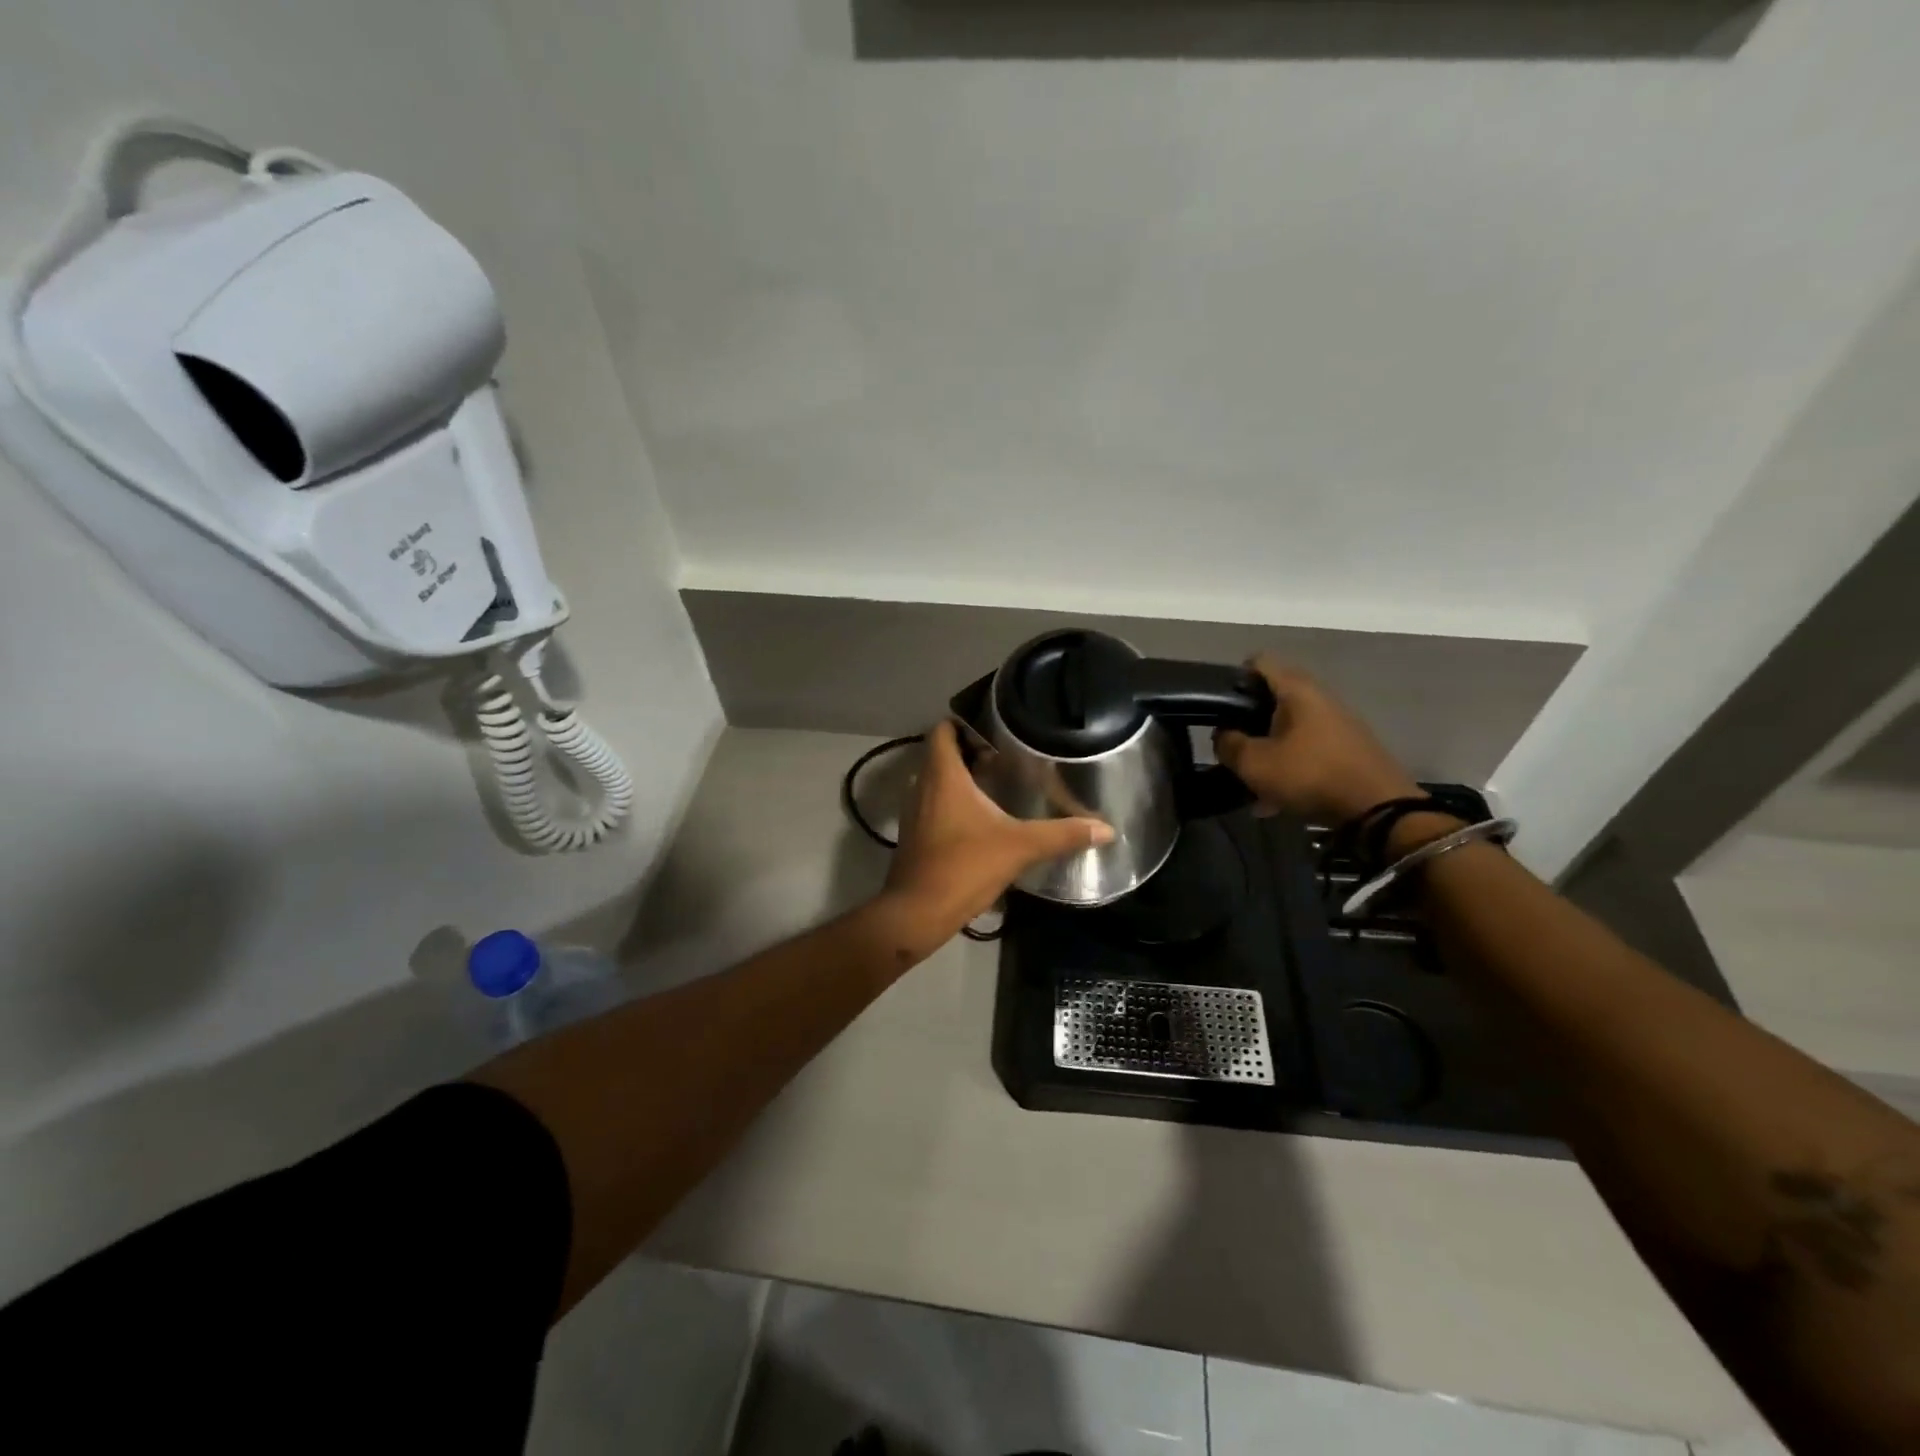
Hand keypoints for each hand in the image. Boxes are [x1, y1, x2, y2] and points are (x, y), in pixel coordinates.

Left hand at [882, 721, 1113, 938]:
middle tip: (1007, 756)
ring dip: (961, 778)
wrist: (918, 912)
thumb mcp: (1019, 847)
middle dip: (970, 750)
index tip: (996, 729)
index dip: (964, 723)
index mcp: (942, 775)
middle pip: (941, 754)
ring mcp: (914, 812)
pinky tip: (981, 819)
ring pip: (936, 780)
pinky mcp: (915, 835)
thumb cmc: (964, 866)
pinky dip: (953, 802)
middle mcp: (922, 786)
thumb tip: (1106, 829)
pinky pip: (933, 804)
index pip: (942, 730)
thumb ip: (1062, 834)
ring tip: (998, 783)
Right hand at [1212, 657, 1420, 825]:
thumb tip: (1223, 735)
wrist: (1378, 810)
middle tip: (1232, 745)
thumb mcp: (1254, 763)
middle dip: (1249, 721)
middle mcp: (1320, 698)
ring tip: (1251, 779)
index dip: (1235, 677)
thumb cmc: (1310, 775)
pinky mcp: (1348, 750)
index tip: (1219, 704)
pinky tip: (1275, 799)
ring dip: (1268, 749)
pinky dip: (1289, 767)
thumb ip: (1228, 744)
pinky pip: (1307, 751)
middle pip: (1274, 698)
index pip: (1260, 662)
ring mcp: (1338, 725)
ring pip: (1290, 729)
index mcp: (1297, 690)